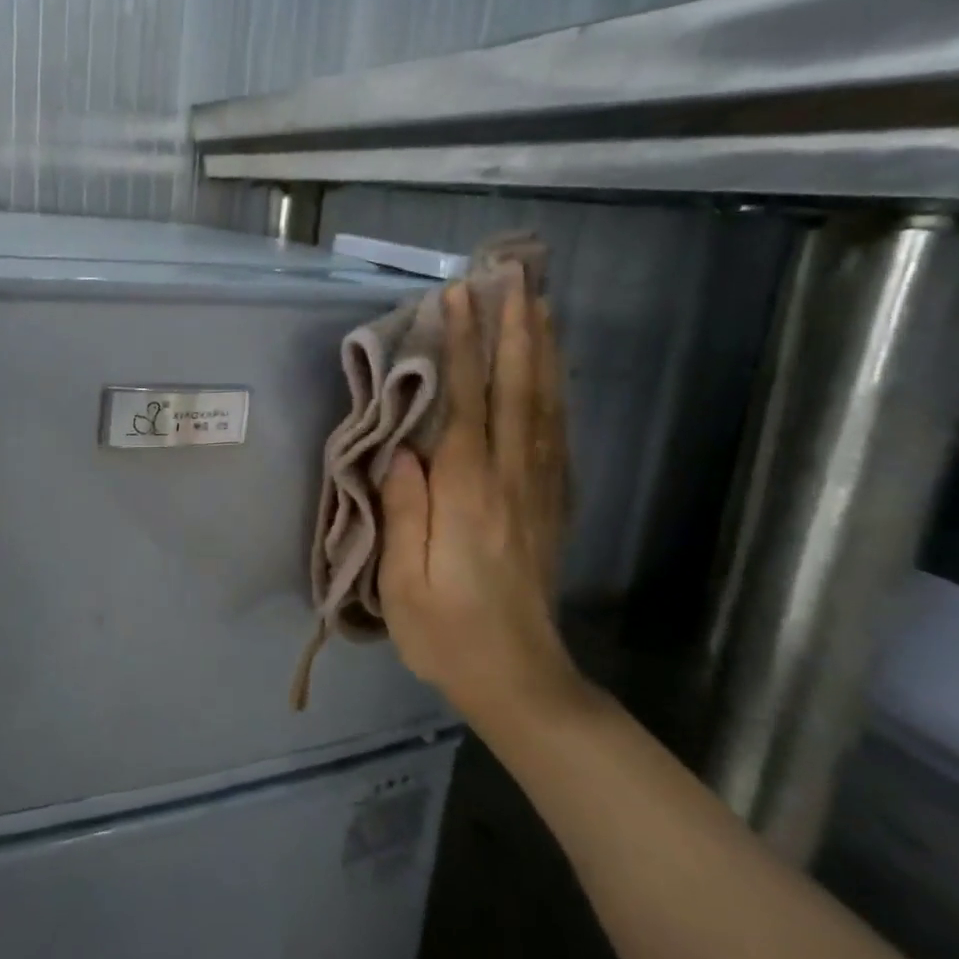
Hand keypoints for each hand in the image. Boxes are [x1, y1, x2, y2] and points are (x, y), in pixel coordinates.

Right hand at [379, 273, 585, 736]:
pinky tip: (552, 371)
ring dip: (541, 351)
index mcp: (468, 496)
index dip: (460, 348)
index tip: (458, 298)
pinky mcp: (552, 505)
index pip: (465, 405)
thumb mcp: (403, 582)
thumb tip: (402, 449)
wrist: (520, 681)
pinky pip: (557, 435)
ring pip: (545, 406)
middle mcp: (512, 481)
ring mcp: (539, 491)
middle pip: (516, 391)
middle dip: (513, 331)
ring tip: (539, 304)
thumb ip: (404, 510)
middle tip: (512, 278)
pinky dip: (555, 392)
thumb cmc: (446, 634)